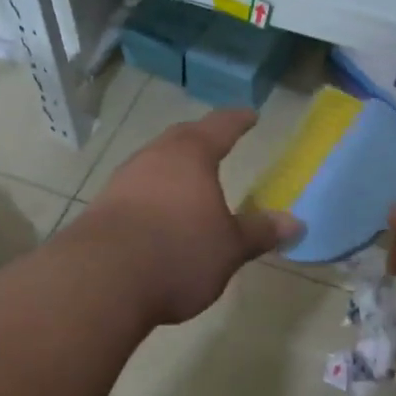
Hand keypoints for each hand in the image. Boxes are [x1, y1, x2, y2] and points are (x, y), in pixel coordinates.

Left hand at [77, 109, 299, 325]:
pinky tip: (159, 215)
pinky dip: (153, 195)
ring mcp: (123, 181)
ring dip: (173, 168)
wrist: (100, 281)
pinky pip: (136, 191)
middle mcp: (154, 158)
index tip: (250, 115)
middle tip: (217, 141)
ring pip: (154, 163)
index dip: (237, 121)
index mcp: (190, 155)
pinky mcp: (101, 208)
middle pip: (181, 139)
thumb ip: (259, 232)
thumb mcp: (229, 247)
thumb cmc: (178, 253)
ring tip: (189, 181)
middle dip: (201, 139)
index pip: (220, 127)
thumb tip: (295, 222)